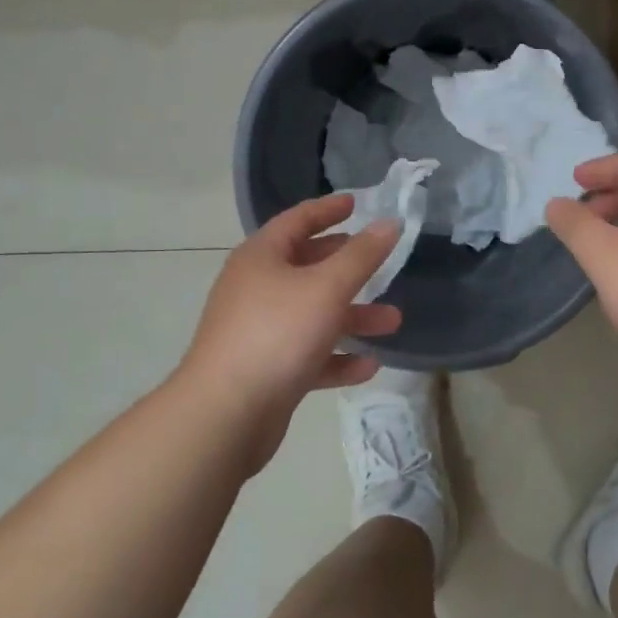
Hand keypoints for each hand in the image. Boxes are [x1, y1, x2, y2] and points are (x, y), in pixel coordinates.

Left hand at [176, 196, 401, 464]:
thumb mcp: (327, 287)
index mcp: (261, 257)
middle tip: (379, 261)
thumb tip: (389, 222)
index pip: (297, 220)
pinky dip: (336, 357)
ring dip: (352, 316)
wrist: (225, 415)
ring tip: (392, 322)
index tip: (357, 202)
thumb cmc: (277, 334)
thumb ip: (362, 255)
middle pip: (307, 267)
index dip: (328, 209)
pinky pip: (308, 355)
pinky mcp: (266, 370)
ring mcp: (259, 330)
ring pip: (313, 314)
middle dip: (348, 267)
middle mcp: (256, 288)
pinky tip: (367, 366)